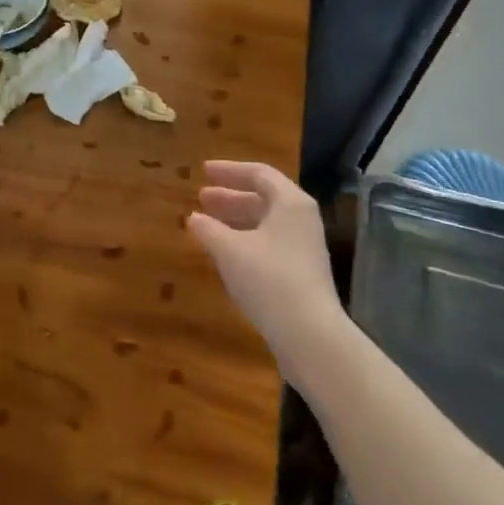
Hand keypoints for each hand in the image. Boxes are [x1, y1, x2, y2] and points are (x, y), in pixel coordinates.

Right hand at [186, 160, 344, 373]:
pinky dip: (244, 239)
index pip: (258, 173)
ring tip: (206, 222)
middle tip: (201, 197)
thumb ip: (208, 229)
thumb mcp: (230, 250)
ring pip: (265, 222)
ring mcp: (303, 246)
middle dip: (230, 196)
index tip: (203, 171)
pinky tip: (223, 251)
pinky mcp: (300, 271)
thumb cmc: (269, 280)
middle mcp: (301, 218)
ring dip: (235, 219)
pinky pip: (268, 242)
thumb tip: (194, 217)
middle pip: (263, 197)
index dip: (229, 170)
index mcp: (290, 202)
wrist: (309, 334)